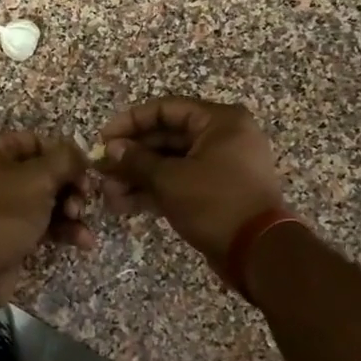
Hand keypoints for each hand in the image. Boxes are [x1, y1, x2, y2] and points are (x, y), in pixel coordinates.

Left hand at [0, 130, 92, 309]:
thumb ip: (64, 160)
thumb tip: (81, 154)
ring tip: (81, 222)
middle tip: (85, 199)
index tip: (87, 171)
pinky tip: (83, 241)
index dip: (63, 155)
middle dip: (69, 186)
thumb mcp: (36, 180)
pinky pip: (40, 222)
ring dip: (70, 209)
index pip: (35, 141)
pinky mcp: (7, 231)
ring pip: (45, 198)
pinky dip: (61, 229)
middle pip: (43, 171)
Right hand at [95, 97, 287, 273]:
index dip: (131, 122)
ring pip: (170, 163)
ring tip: (108, 193)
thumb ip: (137, 160)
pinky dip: (154, 191)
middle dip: (131, 156)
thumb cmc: (215, 203)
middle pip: (166, 137)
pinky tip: (123, 204)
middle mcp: (222, 138)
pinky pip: (180, 183)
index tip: (103, 139)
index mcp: (220, 121)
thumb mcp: (170, 179)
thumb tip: (112, 148)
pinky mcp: (215, 193)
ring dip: (138, 176)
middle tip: (101, 170)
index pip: (166, 109)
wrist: (258, 252)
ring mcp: (220, 166)